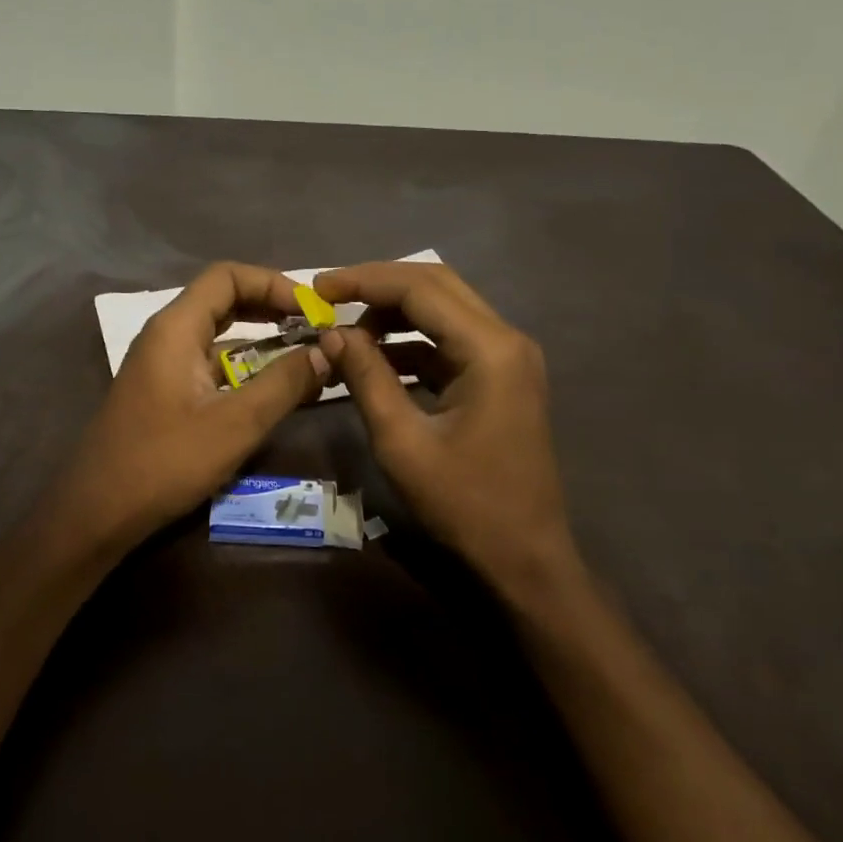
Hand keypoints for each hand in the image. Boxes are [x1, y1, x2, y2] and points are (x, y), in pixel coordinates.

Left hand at [49, 262, 328, 550]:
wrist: (96, 512)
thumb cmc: (164, 462)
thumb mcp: (235, 424)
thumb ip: (284, 383)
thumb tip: (328, 351)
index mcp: (176, 327)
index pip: (227, 276)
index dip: (273, 283)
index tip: (311, 309)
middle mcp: (166, 335)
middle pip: (223, 299)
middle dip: (271, 308)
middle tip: (314, 328)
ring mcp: (161, 363)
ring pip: (217, 333)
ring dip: (260, 339)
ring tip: (304, 355)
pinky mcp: (163, 390)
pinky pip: (209, 362)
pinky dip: (243, 366)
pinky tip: (273, 389)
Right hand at [314, 262, 581, 599]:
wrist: (525, 560)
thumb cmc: (465, 505)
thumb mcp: (402, 442)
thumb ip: (366, 378)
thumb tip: (332, 332)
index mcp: (489, 349)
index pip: (419, 288)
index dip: (364, 281)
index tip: (317, 287)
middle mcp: (506, 339)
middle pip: (435, 285)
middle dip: (378, 285)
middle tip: (328, 295)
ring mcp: (507, 357)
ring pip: (443, 309)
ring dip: (393, 312)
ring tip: (346, 331)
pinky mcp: (500, 377)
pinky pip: (450, 341)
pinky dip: (411, 342)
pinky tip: (375, 359)